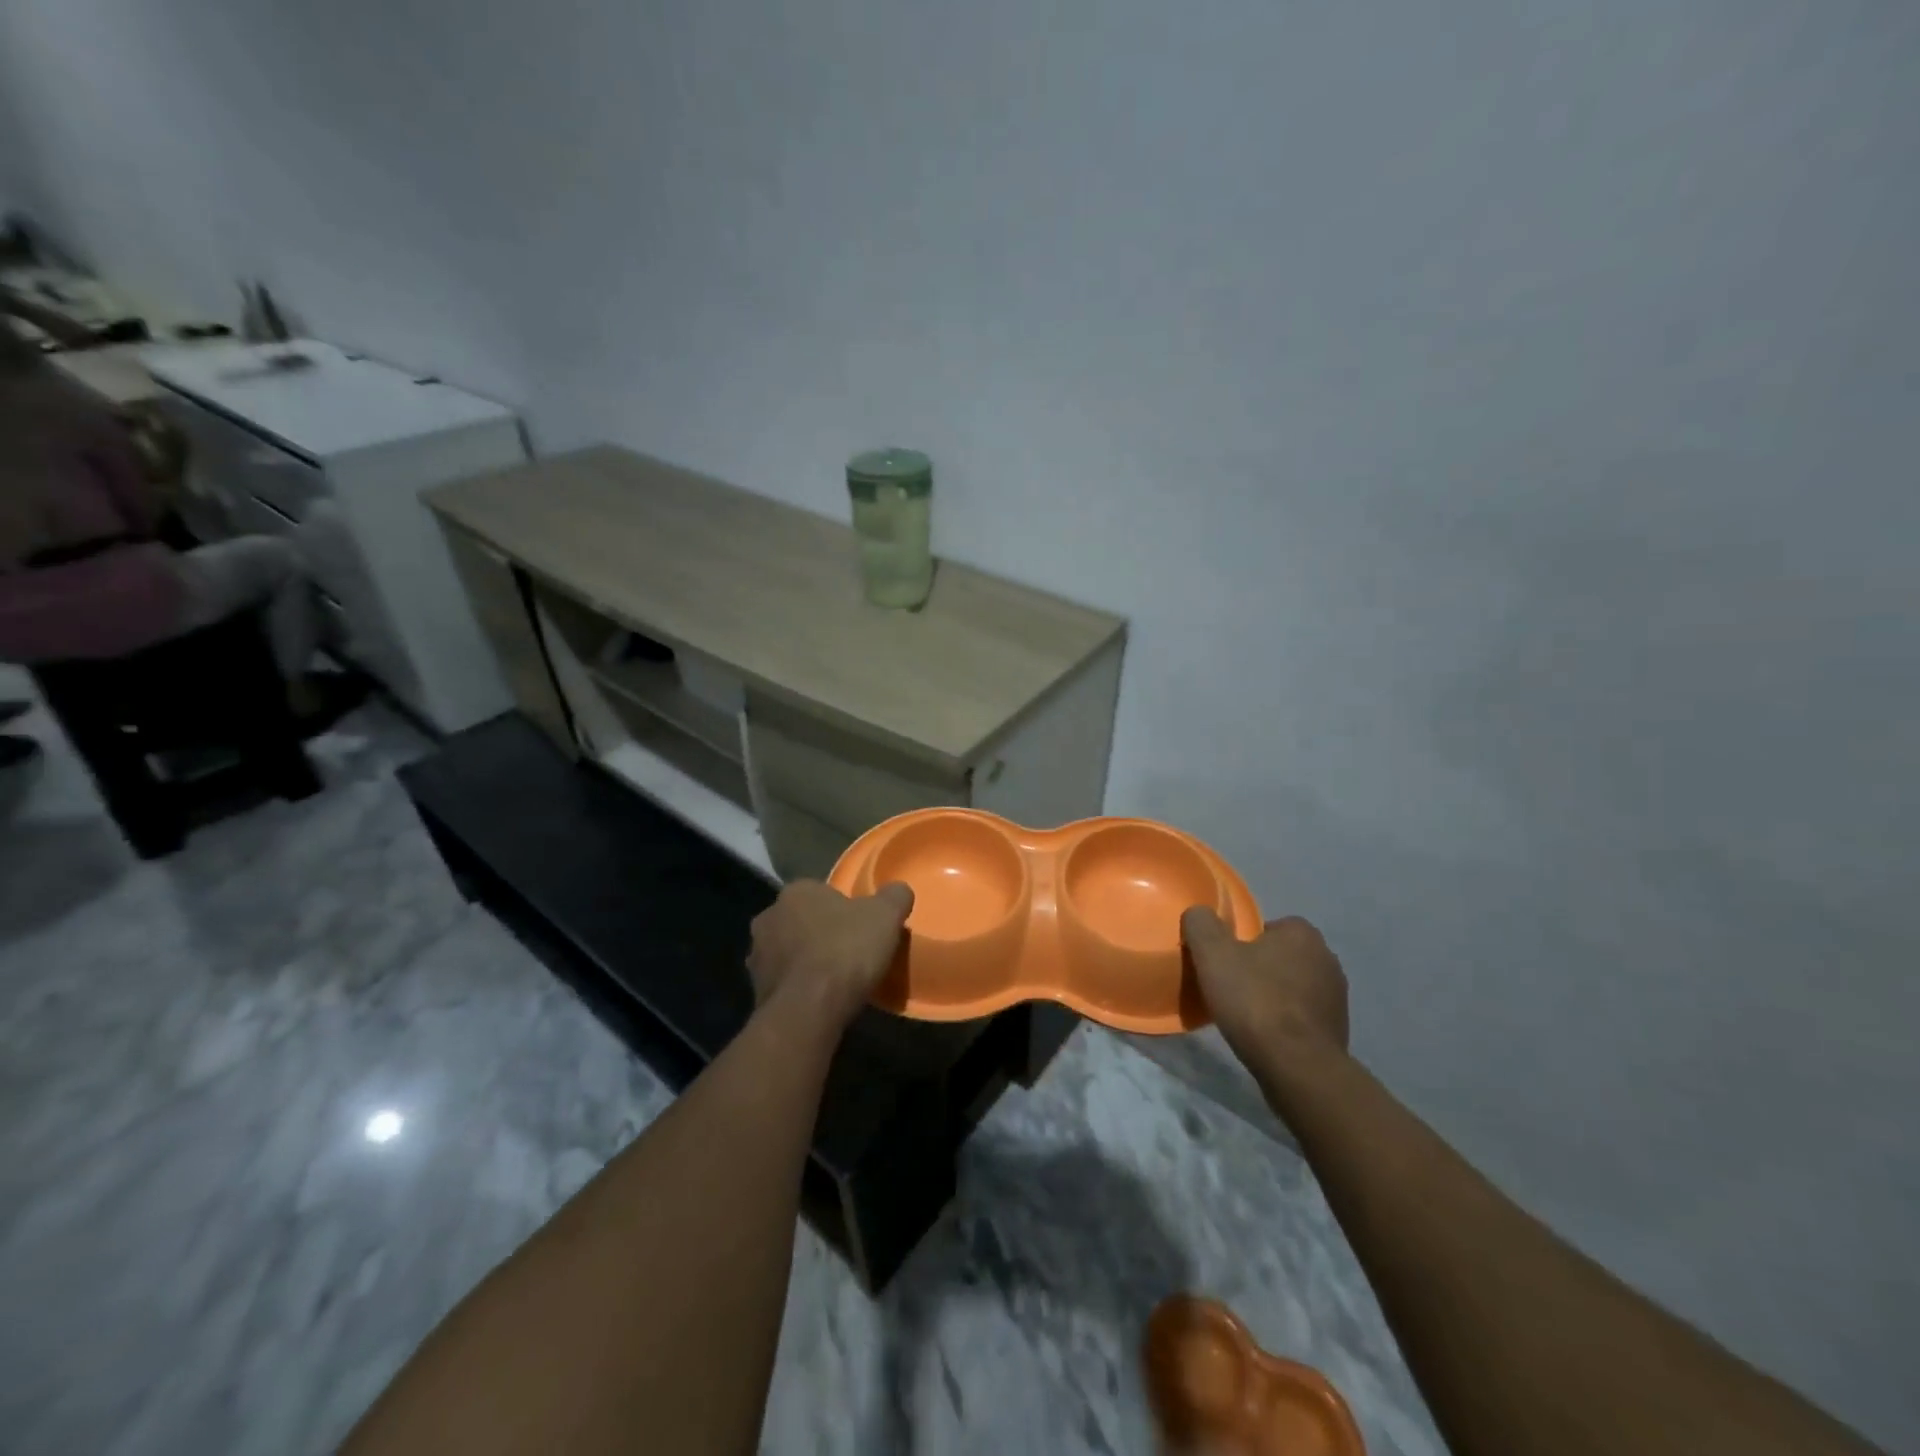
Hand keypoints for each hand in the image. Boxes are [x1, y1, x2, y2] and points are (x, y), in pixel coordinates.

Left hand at [746, 880, 914, 1028]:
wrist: (809, 1009)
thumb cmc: (845, 950)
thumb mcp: (885, 916)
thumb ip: (894, 897)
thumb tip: (899, 890)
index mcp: (796, 892)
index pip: (820, 892)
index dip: (842, 908)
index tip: (860, 926)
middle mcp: (769, 917)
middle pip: (801, 921)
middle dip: (819, 932)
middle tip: (848, 951)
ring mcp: (757, 956)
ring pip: (788, 952)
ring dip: (806, 961)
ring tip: (835, 980)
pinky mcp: (756, 991)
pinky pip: (784, 983)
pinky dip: (799, 988)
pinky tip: (820, 1000)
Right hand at [1181, 910, 1349, 1067]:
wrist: (1297, 1067)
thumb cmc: (1255, 1001)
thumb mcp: (1212, 954)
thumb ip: (1202, 924)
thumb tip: (1198, 913)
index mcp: (1302, 933)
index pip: (1266, 927)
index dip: (1241, 943)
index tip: (1224, 963)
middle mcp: (1326, 958)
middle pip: (1280, 956)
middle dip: (1259, 969)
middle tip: (1231, 988)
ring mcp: (1337, 996)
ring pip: (1293, 986)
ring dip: (1274, 996)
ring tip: (1246, 1016)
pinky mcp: (1338, 1030)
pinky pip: (1303, 1016)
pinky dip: (1286, 1022)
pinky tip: (1267, 1036)